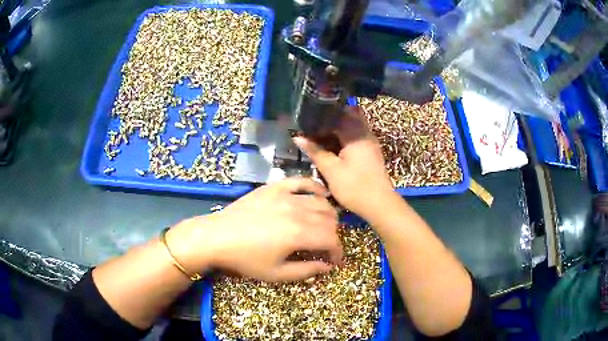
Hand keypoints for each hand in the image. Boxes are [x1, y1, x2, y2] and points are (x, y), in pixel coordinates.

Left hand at [167, 178, 341, 281]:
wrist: (217, 237)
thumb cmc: (246, 259)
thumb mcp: (276, 273)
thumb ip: (306, 270)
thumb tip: (327, 266)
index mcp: (299, 234)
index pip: (332, 239)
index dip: (338, 251)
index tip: (334, 260)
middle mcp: (298, 211)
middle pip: (329, 220)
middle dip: (333, 235)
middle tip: (326, 246)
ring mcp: (286, 196)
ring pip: (320, 201)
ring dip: (328, 215)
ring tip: (324, 225)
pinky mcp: (275, 187)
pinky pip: (302, 181)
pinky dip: (315, 187)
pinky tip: (320, 194)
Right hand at [294, 107, 394, 219]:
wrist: (379, 204)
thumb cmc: (354, 186)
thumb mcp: (330, 170)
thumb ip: (314, 151)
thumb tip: (297, 137)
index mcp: (355, 134)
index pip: (337, 115)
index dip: (321, 117)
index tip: (307, 122)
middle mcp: (365, 134)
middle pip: (347, 117)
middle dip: (330, 122)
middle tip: (314, 129)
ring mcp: (370, 142)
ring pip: (352, 127)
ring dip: (337, 130)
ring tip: (321, 138)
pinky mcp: (371, 152)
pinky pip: (356, 137)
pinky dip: (344, 139)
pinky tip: (334, 149)